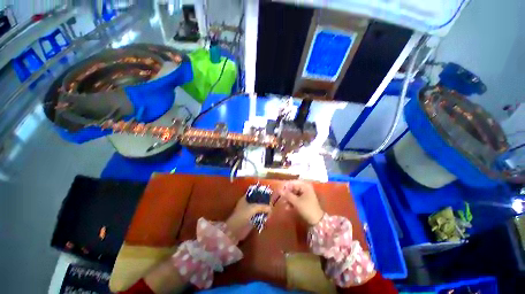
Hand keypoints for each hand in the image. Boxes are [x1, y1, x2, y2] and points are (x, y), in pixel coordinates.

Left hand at [226, 196, 270, 242]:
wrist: (235, 230)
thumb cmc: (242, 215)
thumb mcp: (253, 208)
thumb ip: (263, 207)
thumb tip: (271, 208)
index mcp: (245, 199)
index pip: (254, 193)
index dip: (260, 193)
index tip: (267, 194)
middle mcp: (247, 204)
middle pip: (257, 201)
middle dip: (264, 202)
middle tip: (271, 204)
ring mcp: (249, 212)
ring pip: (259, 209)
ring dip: (264, 210)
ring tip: (270, 211)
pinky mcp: (251, 220)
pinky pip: (259, 216)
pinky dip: (263, 216)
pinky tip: (268, 217)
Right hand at [277, 180, 323, 225]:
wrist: (317, 221)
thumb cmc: (307, 209)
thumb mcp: (296, 202)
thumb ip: (287, 195)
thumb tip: (279, 190)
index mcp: (304, 186)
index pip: (292, 183)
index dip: (285, 187)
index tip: (279, 192)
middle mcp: (305, 188)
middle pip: (292, 188)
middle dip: (287, 194)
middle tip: (282, 200)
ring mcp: (305, 194)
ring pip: (293, 194)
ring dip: (288, 199)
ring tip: (285, 205)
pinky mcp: (304, 200)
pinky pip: (296, 198)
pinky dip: (292, 202)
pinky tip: (288, 208)